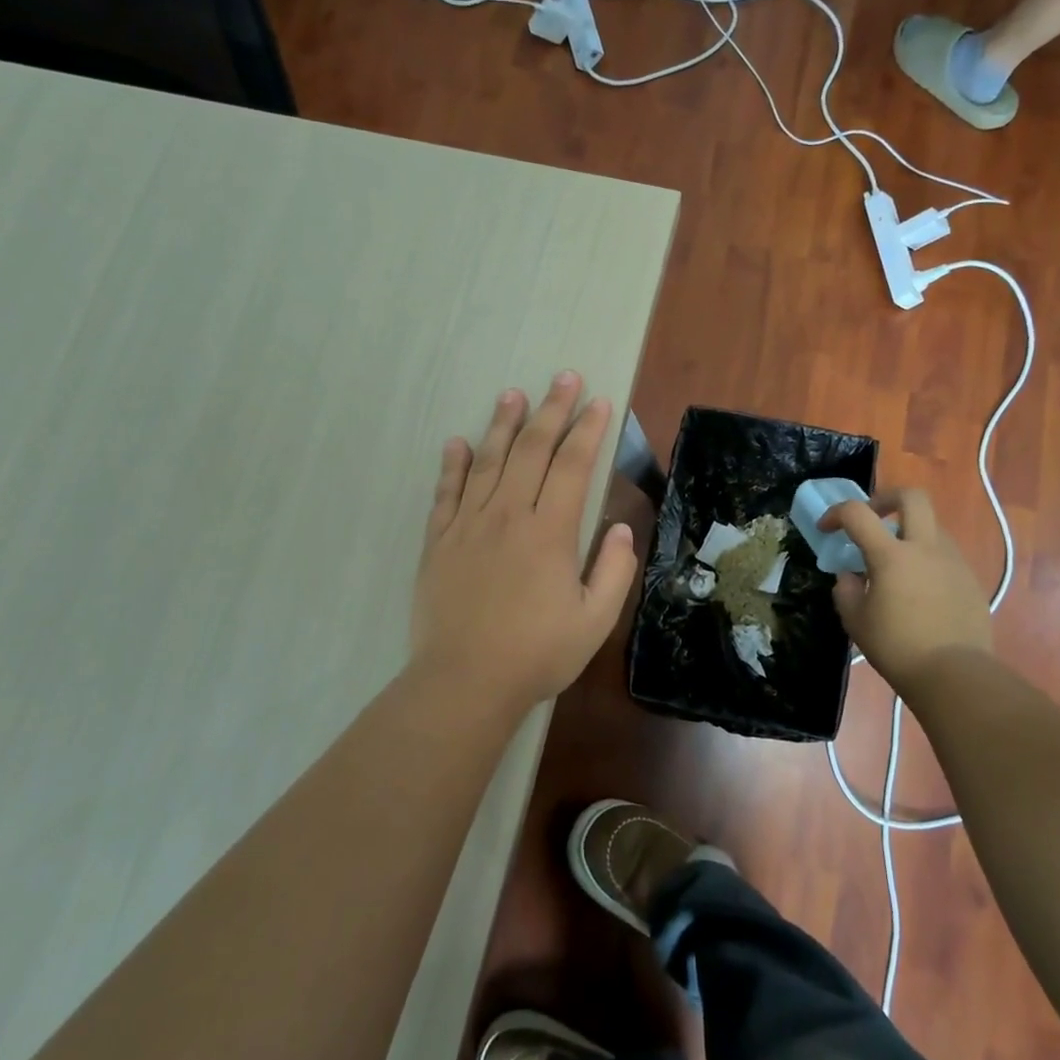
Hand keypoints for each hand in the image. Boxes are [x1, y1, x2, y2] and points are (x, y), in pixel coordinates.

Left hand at [410, 372, 637, 708]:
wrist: (464, 682)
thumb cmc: (536, 654)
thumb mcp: (594, 621)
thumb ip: (614, 571)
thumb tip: (621, 528)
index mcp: (550, 532)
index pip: (573, 465)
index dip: (588, 430)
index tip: (598, 402)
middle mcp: (508, 515)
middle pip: (531, 450)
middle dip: (551, 410)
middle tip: (563, 377)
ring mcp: (468, 525)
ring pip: (487, 461)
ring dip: (502, 424)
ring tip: (512, 394)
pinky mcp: (438, 542)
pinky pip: (445, 493)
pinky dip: (452, 465)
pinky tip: (456, 443)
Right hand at [818, 488, 992, 686]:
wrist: (956, 676)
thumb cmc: (898, 648)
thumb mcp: (856, 622)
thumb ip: (847, 591)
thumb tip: (850, 577)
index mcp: (891, 555)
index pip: (857, 513)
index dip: (836, 513)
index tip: (826, 529)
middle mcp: (925, 548)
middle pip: (911, 497)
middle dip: (886, 499)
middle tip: (872, 517)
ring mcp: (953, 562)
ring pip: (931, 527)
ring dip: (909, 532)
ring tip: (895, 563)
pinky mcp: (970, 580)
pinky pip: (945, 556)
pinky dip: (926, 559)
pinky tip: (919, 590)